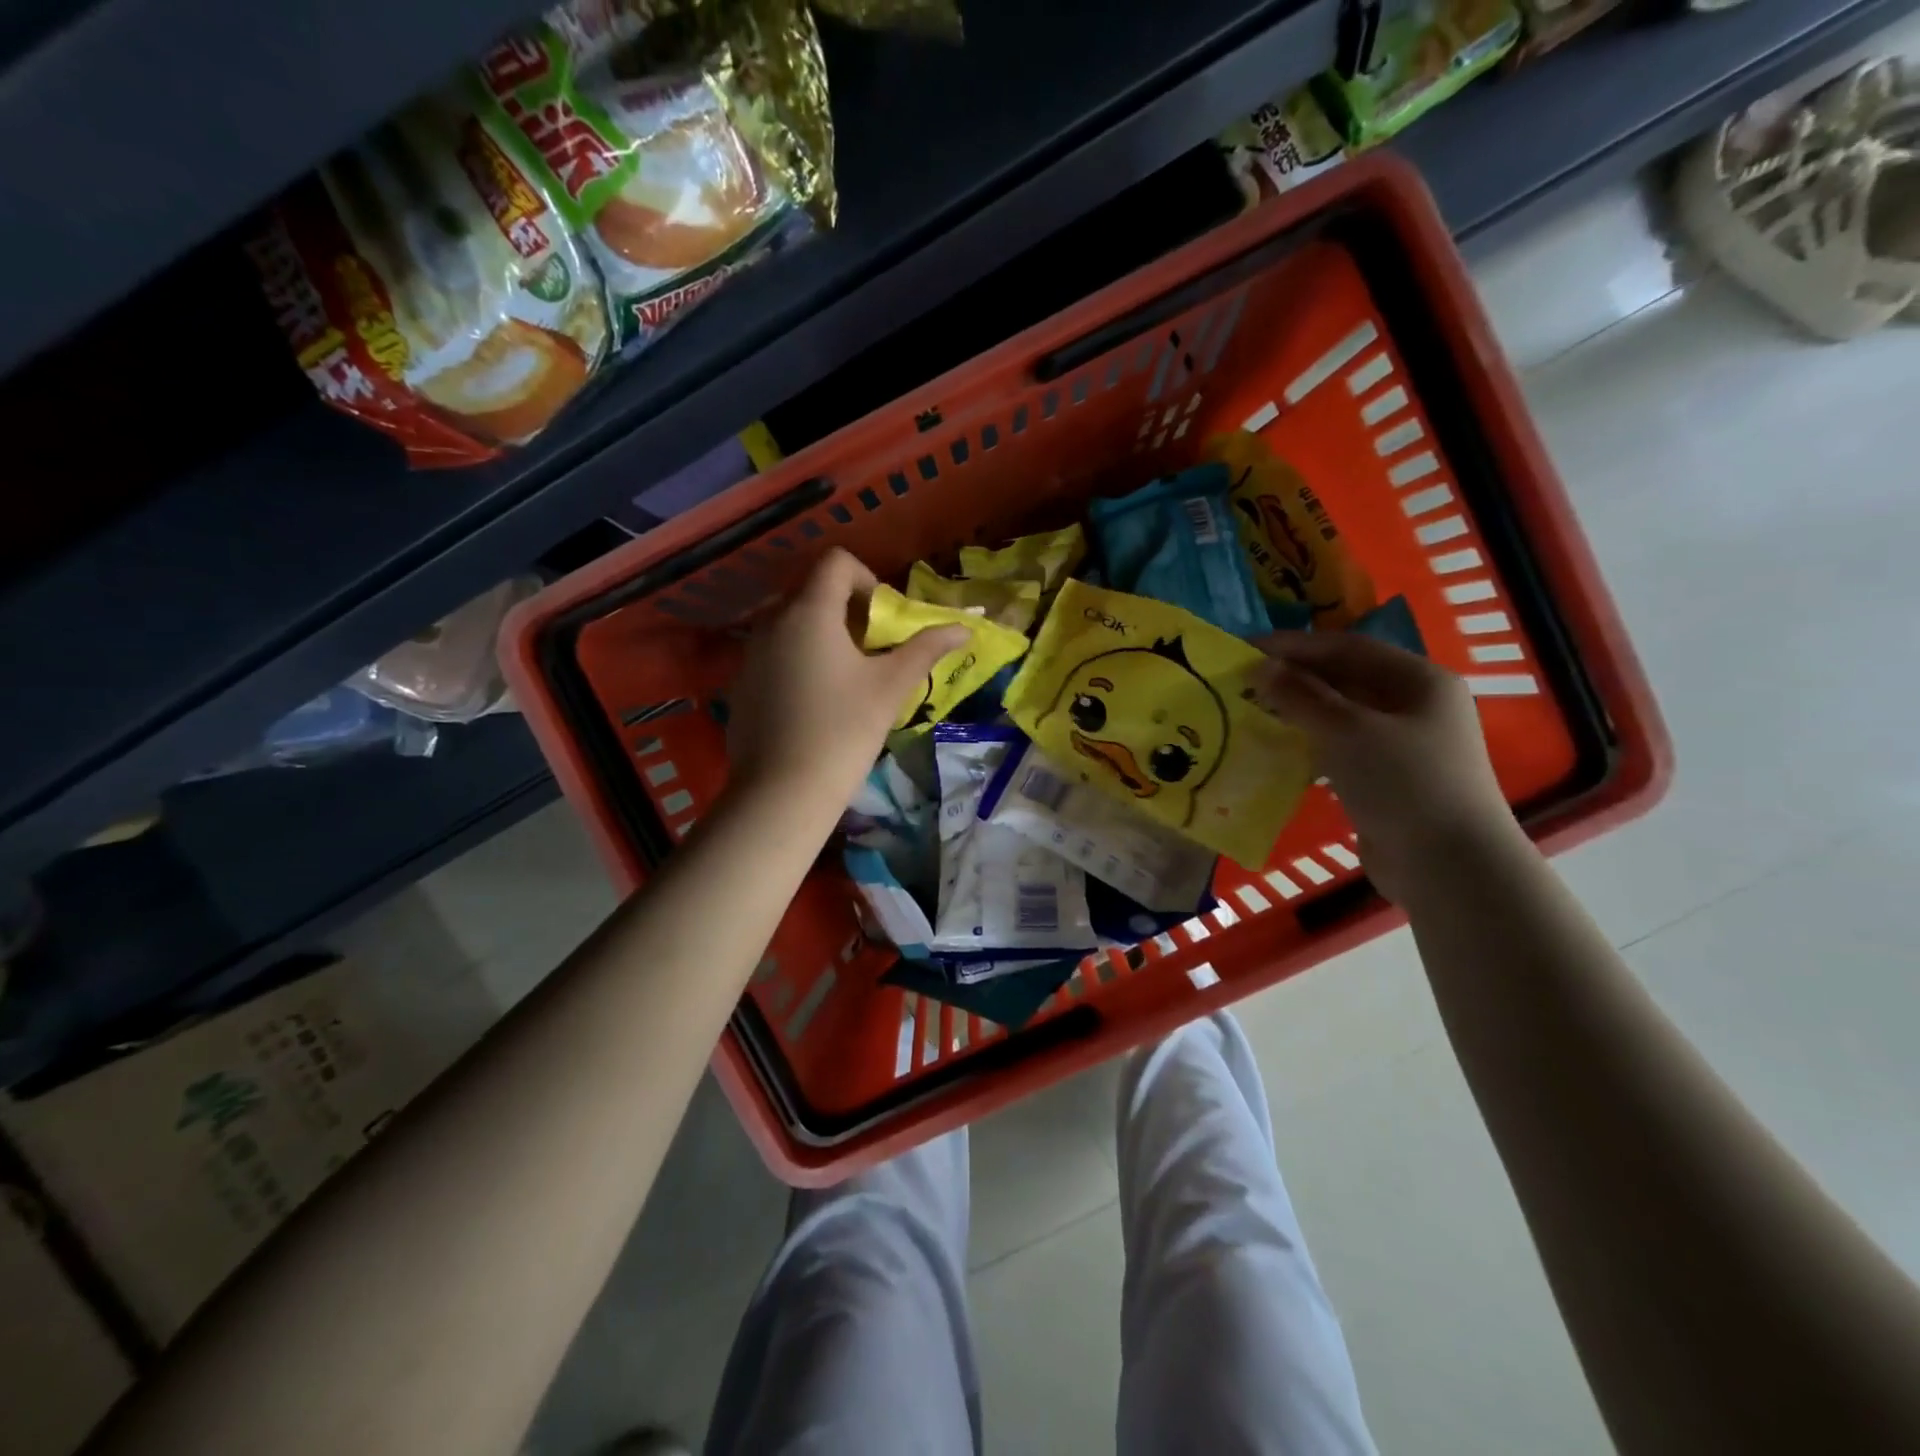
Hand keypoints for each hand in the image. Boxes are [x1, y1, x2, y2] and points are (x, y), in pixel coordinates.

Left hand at [726, 549, 966, 816]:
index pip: (836, 562)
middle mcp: (772, 622)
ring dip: (821, 636)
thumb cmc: (843, 731)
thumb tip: (963, 628)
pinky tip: (813, 705)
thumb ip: (926, 649)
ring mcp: (750, 654)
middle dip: (846, 610)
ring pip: (791, 624)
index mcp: (809, 612)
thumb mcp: (890, 687)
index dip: (866, 579)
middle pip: (812, 591)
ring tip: (844, 679)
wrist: (782, 792)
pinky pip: (773, 654)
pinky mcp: (740, 685)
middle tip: (870, 651)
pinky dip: (797, 661)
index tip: (882, 619)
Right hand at [1249, 632, 1521, 905]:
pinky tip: (1278, 750)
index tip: (1245, 649)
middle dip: (1294, 678)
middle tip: (1243, 682)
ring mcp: (1404, 745)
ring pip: (1341, 715)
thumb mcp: (1346, 731)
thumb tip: (1261, 669)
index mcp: (1419, 680)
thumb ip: (1300, 696)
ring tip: (1252, 712)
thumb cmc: (1402, 784)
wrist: (1447, 867)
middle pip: (1346, 679)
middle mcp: (1416, 705)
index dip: (1294, 645)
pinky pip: (1341, 749)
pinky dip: (1309, 744)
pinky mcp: (1389, 779)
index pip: (1347, 647)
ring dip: (1298, 712)